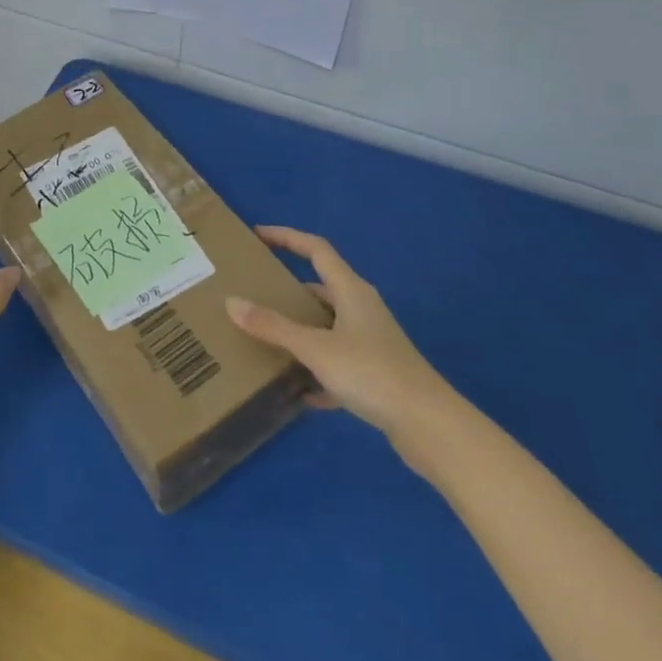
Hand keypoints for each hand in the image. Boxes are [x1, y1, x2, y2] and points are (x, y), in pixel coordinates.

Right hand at [227, 226, 469, 476]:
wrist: (428, 425)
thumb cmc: (371, 372)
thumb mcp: (315, 348)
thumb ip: (273, 326)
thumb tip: (232, 302)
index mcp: (351, 290)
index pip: (316, 248)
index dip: (286, 237)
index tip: (257, 234)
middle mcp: (362, 309)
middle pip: (321, 288)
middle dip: (288, 289)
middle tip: (254, 292)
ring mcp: (372, 342)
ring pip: (328, 326)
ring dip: (301, 331)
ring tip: (267, 338)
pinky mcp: (377, 374)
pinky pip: (338, 362)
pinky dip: (317, 371)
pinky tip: (298, 391)